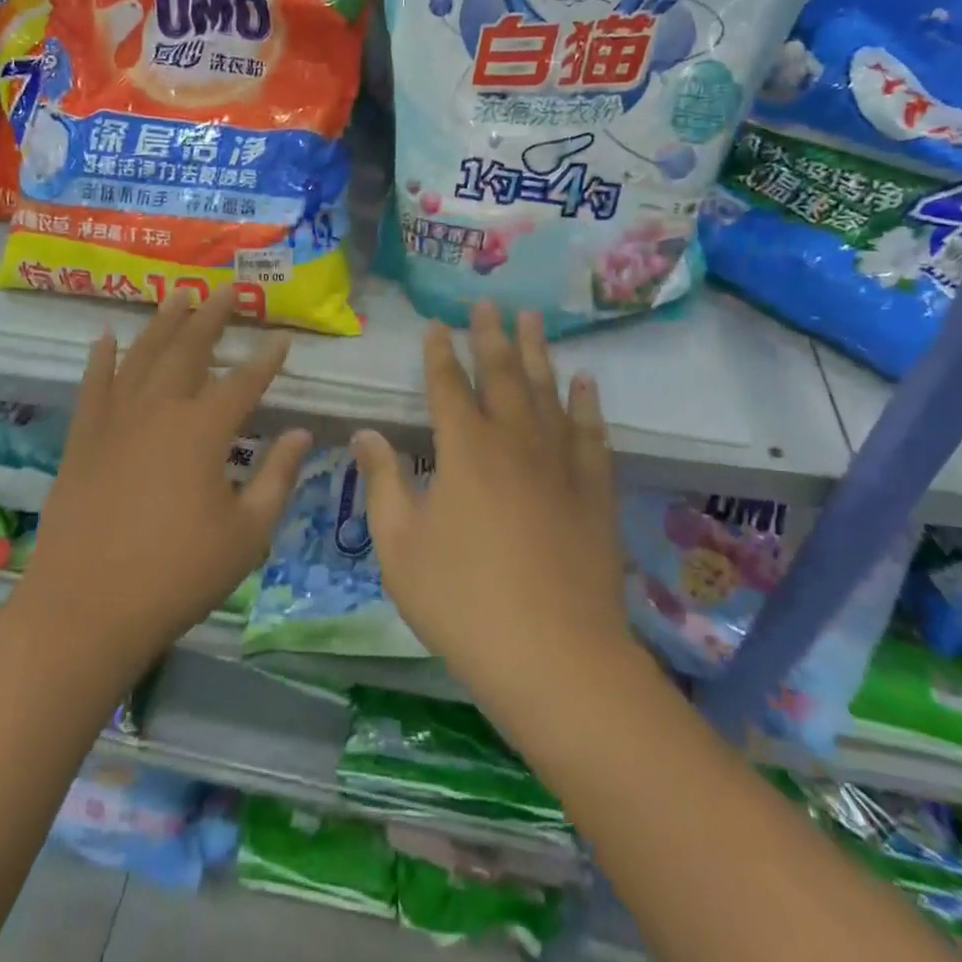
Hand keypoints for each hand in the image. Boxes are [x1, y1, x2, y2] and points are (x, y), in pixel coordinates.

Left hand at [20, 286, 311, 673]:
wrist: (86, 608)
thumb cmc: (178, 575)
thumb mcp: (246, 534)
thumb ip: (277, 478)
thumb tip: (300, 434)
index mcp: (203, 431)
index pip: (244, 382)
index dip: (266, 359)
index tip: (281, 338)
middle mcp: (159, 410)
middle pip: (189, 350)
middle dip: (212, 317)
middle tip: (227, 289)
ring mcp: (115, 421)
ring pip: (142, 356)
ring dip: (163, 323)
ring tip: (178, 295)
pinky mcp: (84, 439)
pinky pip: (94, 385)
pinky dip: (102, 358)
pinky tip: (108, 336)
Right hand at [352, 301, 625, 700]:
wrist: (554, 657)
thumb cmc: (462, 601)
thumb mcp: (401, 546)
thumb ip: (384, 482)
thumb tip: (366, 433)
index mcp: (464, 450)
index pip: (447, 386)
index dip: (439, 354)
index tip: (437, 326)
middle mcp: (514, 441)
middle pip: (502, 375)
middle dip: (490, 337)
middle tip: (488, 304)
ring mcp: (560, 463)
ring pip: (548, 392)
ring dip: (537, 353)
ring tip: (533, 320)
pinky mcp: (594, 491)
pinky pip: (592, 433)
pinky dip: (587, 403)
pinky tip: (585, 382)